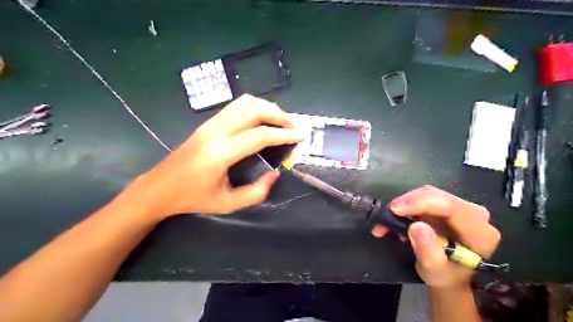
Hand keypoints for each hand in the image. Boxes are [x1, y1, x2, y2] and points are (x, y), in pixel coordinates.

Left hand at [124, 96, 304, 219]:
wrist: (158, 188)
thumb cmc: (192, 199)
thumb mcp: (228, 203)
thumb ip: (256, 192)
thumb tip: (275, 173)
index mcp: (220, 153)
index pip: (259, 136)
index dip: (284, 134)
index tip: (301, 136)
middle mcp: (215, 132)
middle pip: (253, 110)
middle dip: (279, 115)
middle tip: (294, 126)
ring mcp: (209, 124)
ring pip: (243, 103)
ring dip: (267, 107)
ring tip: (282, 120)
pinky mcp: (207, 123)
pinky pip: (235, 107)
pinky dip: (254, 108)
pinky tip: (263, 119)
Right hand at [372, 185, 501, 286]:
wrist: (448, 276)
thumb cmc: (444, 276)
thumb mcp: (434, 271)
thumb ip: (428, 251)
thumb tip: (417, 226)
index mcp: (479, 232)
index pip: (451, 207)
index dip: (421, 203)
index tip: (395, 210)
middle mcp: (474, 214)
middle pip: (437, 196)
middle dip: (409, 202)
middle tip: (387, 213)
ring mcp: (459, 208)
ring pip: (428, 194)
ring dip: (405, 204)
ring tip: (388, 219)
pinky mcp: (446, 206)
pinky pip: (424, 197)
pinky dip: (406, 206)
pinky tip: (395, 217)